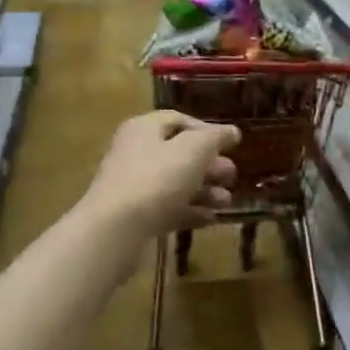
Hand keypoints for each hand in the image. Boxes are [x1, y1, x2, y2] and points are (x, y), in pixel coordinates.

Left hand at [85, 111, 240, 240]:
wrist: (117, 229)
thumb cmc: (157, 178)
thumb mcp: (194, 149)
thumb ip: (216, 137)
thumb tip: (232, 131)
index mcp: (144, 129)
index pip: (178, 120)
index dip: (206, 130)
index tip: (230, 145)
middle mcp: (136, 153)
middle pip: (179, 154)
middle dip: (209, 165)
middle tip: (231, 175)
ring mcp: (133, 187)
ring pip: (175, 183)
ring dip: (205, 190)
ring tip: (226, 202)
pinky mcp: (135, 216)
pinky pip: (168, 208)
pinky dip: (190, 211)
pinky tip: (210, 219)